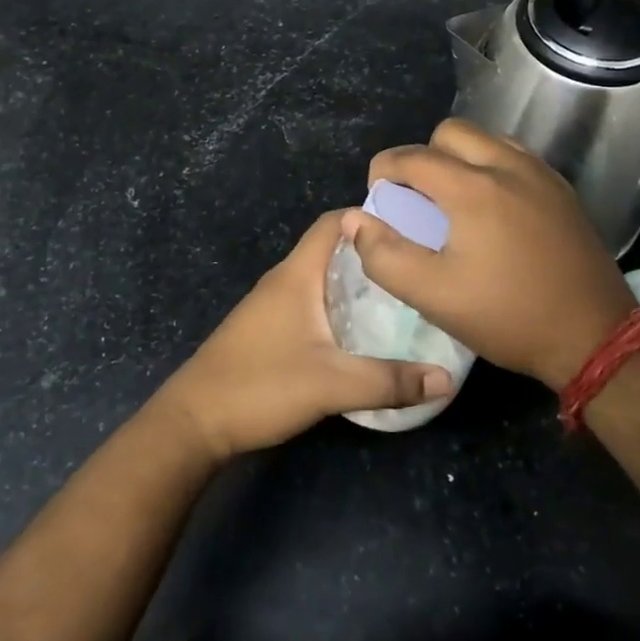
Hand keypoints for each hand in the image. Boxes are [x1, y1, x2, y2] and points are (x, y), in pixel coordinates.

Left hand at [154, 213, 453, 460]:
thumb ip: (390, 381)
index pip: (334, 222)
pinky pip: (312, 303)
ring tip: (402, 298)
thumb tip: (446, 378)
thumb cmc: (260, 386)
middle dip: (373, 253)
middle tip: (417, 267)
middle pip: (333, 249)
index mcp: (297, 274)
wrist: (193, 422)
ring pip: (323, 279)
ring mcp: (273, 305)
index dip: (370, 217)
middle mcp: (284, 280)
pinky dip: (339, 306)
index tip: (413, 228)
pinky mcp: (268, 329)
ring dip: (357, 283)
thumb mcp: (332, 385)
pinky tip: (363, 331)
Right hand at [347, 119, 636, 389]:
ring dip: (460, 158)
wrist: (594, 336)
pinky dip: (492, 167)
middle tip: (418, 198)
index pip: (412, 157)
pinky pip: (515, 157)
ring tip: (454, 201)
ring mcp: (541, 174)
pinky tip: (493, 209)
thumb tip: (355, 220)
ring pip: (487, 139)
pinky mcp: (562, 190)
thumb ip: (385, 255)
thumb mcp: (433, 296)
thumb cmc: (507, 316)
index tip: (377, 195)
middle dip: (424, 156)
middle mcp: (508, 166)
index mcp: (473, 188)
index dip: (384, 170)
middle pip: (451, 132)